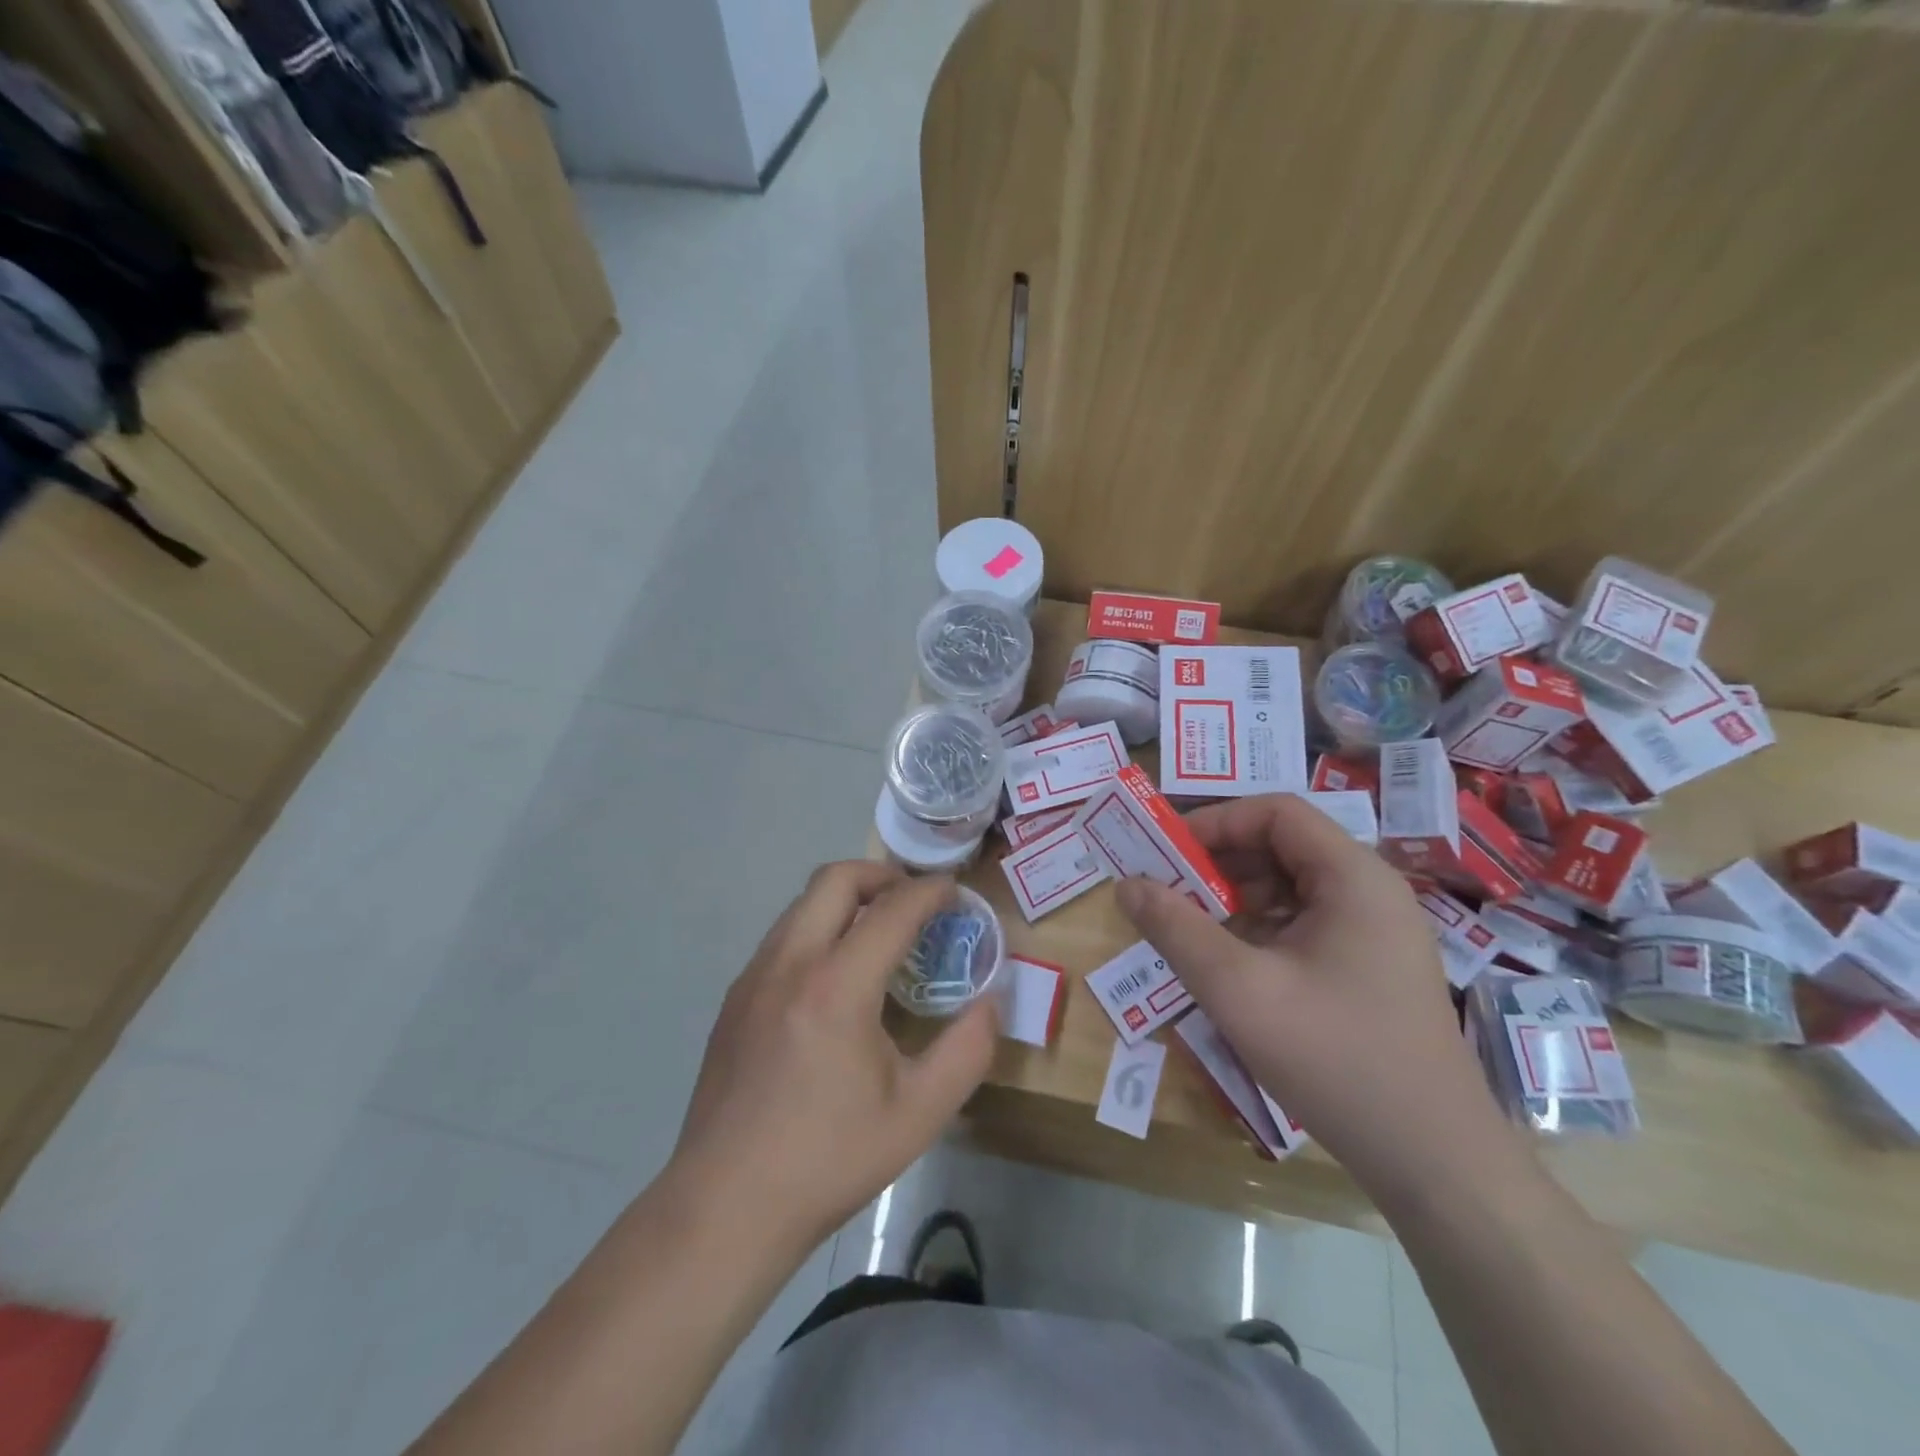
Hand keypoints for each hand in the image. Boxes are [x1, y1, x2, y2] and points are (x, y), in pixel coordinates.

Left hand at [665, 862, 997, 1254]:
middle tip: (914, 902)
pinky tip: (835, 979)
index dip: (929, 892)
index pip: (891, 910)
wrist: (724, 1207)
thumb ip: (967, 1050)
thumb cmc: (828, 1160)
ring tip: (879, 935)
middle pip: (835, 879)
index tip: (954, 891)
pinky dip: (818, 928)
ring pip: (803, 903)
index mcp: (836, 986)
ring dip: (846, 899)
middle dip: (882, 875)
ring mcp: (753, 977)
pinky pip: (783, 936)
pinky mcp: (734, 998)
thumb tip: (991, 1001)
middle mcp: (789, 963)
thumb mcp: (919, 1114)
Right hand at [1115, 794, 1528, 1208]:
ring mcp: (1373, 933)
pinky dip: (1258, 932)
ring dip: (1233, 899)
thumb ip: (1176, 929)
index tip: (1164, 852)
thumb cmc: (1335, 1059)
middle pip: (1282, 847)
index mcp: (1353, 877)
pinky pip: (1302, 927)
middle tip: (1164, 890)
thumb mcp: (1239, 990)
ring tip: (1186, 928)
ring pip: (1289, 889)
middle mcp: (1369, 892)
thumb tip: (1126, 885)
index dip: (1215, 822)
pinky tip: (1226, 964)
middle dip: (1217, 863)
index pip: (1276, 813)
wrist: (1435, 1163)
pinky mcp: (1369, 969)